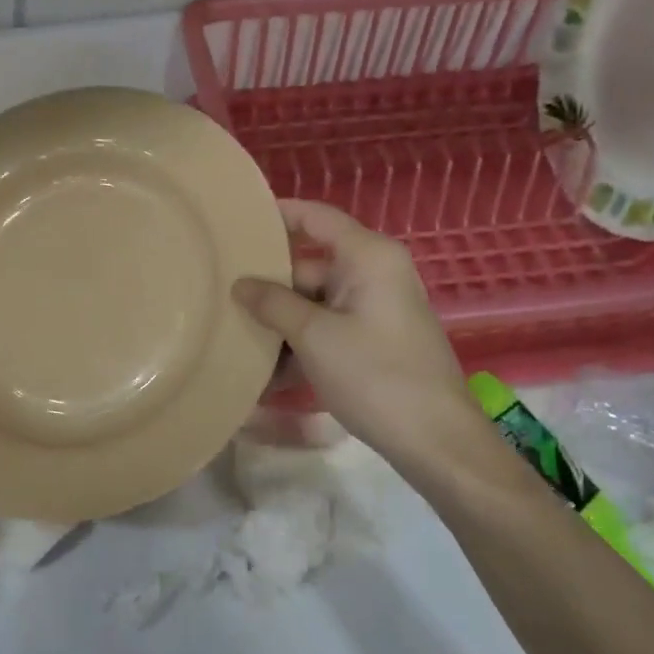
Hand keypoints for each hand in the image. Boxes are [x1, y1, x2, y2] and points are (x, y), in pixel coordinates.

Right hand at [233, 200, 478, 469]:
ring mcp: (374, 308)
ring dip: (279, 322)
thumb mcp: (314, 337)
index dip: (277, 214)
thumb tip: (239, 284)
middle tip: (219, 295)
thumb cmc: (375, 375)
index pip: (315, 217)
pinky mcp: (373, 339)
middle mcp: (373, 273)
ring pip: (313, 302)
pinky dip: (299, 343)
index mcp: (367, 257)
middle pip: (308, 265)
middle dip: (267, 285)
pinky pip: (326, 328)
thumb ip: (273, 304)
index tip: (235, 221)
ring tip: (233, 335)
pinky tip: (265, 372)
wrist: (434, 439)